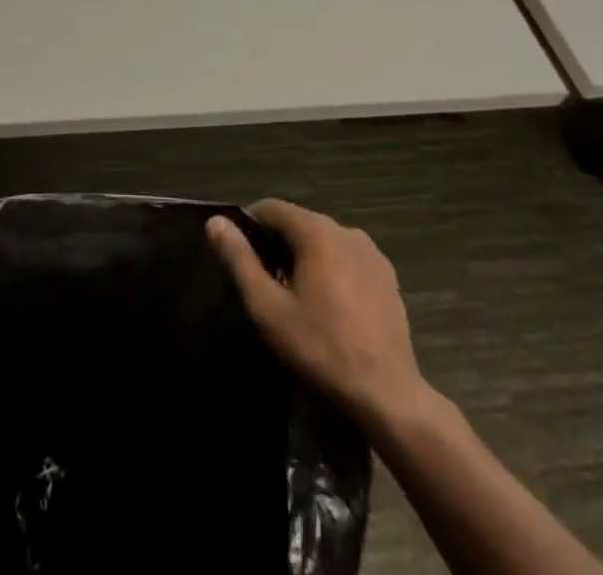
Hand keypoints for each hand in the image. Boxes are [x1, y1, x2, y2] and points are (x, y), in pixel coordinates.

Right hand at [208, 200, 428, 431]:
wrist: (387, 393)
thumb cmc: (321, 347)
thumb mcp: (268, 307)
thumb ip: (239, 260)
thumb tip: (215, 222)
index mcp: (317, 230)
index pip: (272, 208)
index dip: (249, 224)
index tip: (238, 253)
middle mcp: (346, 229)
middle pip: (300, 224)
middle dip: (278, 244)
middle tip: (263, 280)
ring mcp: (371, 252)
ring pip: (325, 241)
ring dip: (306, 257)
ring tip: (294, 295)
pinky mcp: (387, 276)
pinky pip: (348, 259)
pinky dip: (332, 270)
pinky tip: (328, 306)